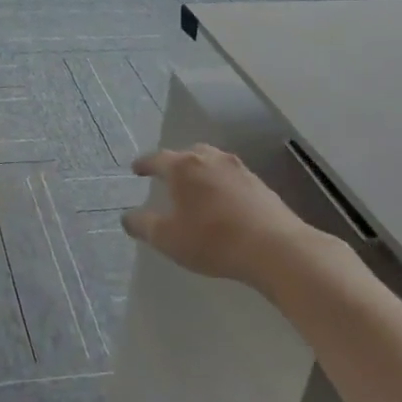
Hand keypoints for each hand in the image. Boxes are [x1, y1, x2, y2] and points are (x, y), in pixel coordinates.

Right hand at [122, 144, 324, 289]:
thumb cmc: (212, 240)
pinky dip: (221, 184)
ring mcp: (238, 169)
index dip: (144, 164)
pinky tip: (223, 202)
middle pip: (187, 154)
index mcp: (183, 167)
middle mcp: (210, 159)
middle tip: (167, 177)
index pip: (157, 159)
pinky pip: (231, 177)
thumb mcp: (168, 238)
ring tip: (196, 188)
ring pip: (212, 162)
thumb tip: (127, 218)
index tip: (136, 169)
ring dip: (201, 172)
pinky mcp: (260, 184)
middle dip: (175, 164)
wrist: (275, 248)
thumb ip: (143, 226)